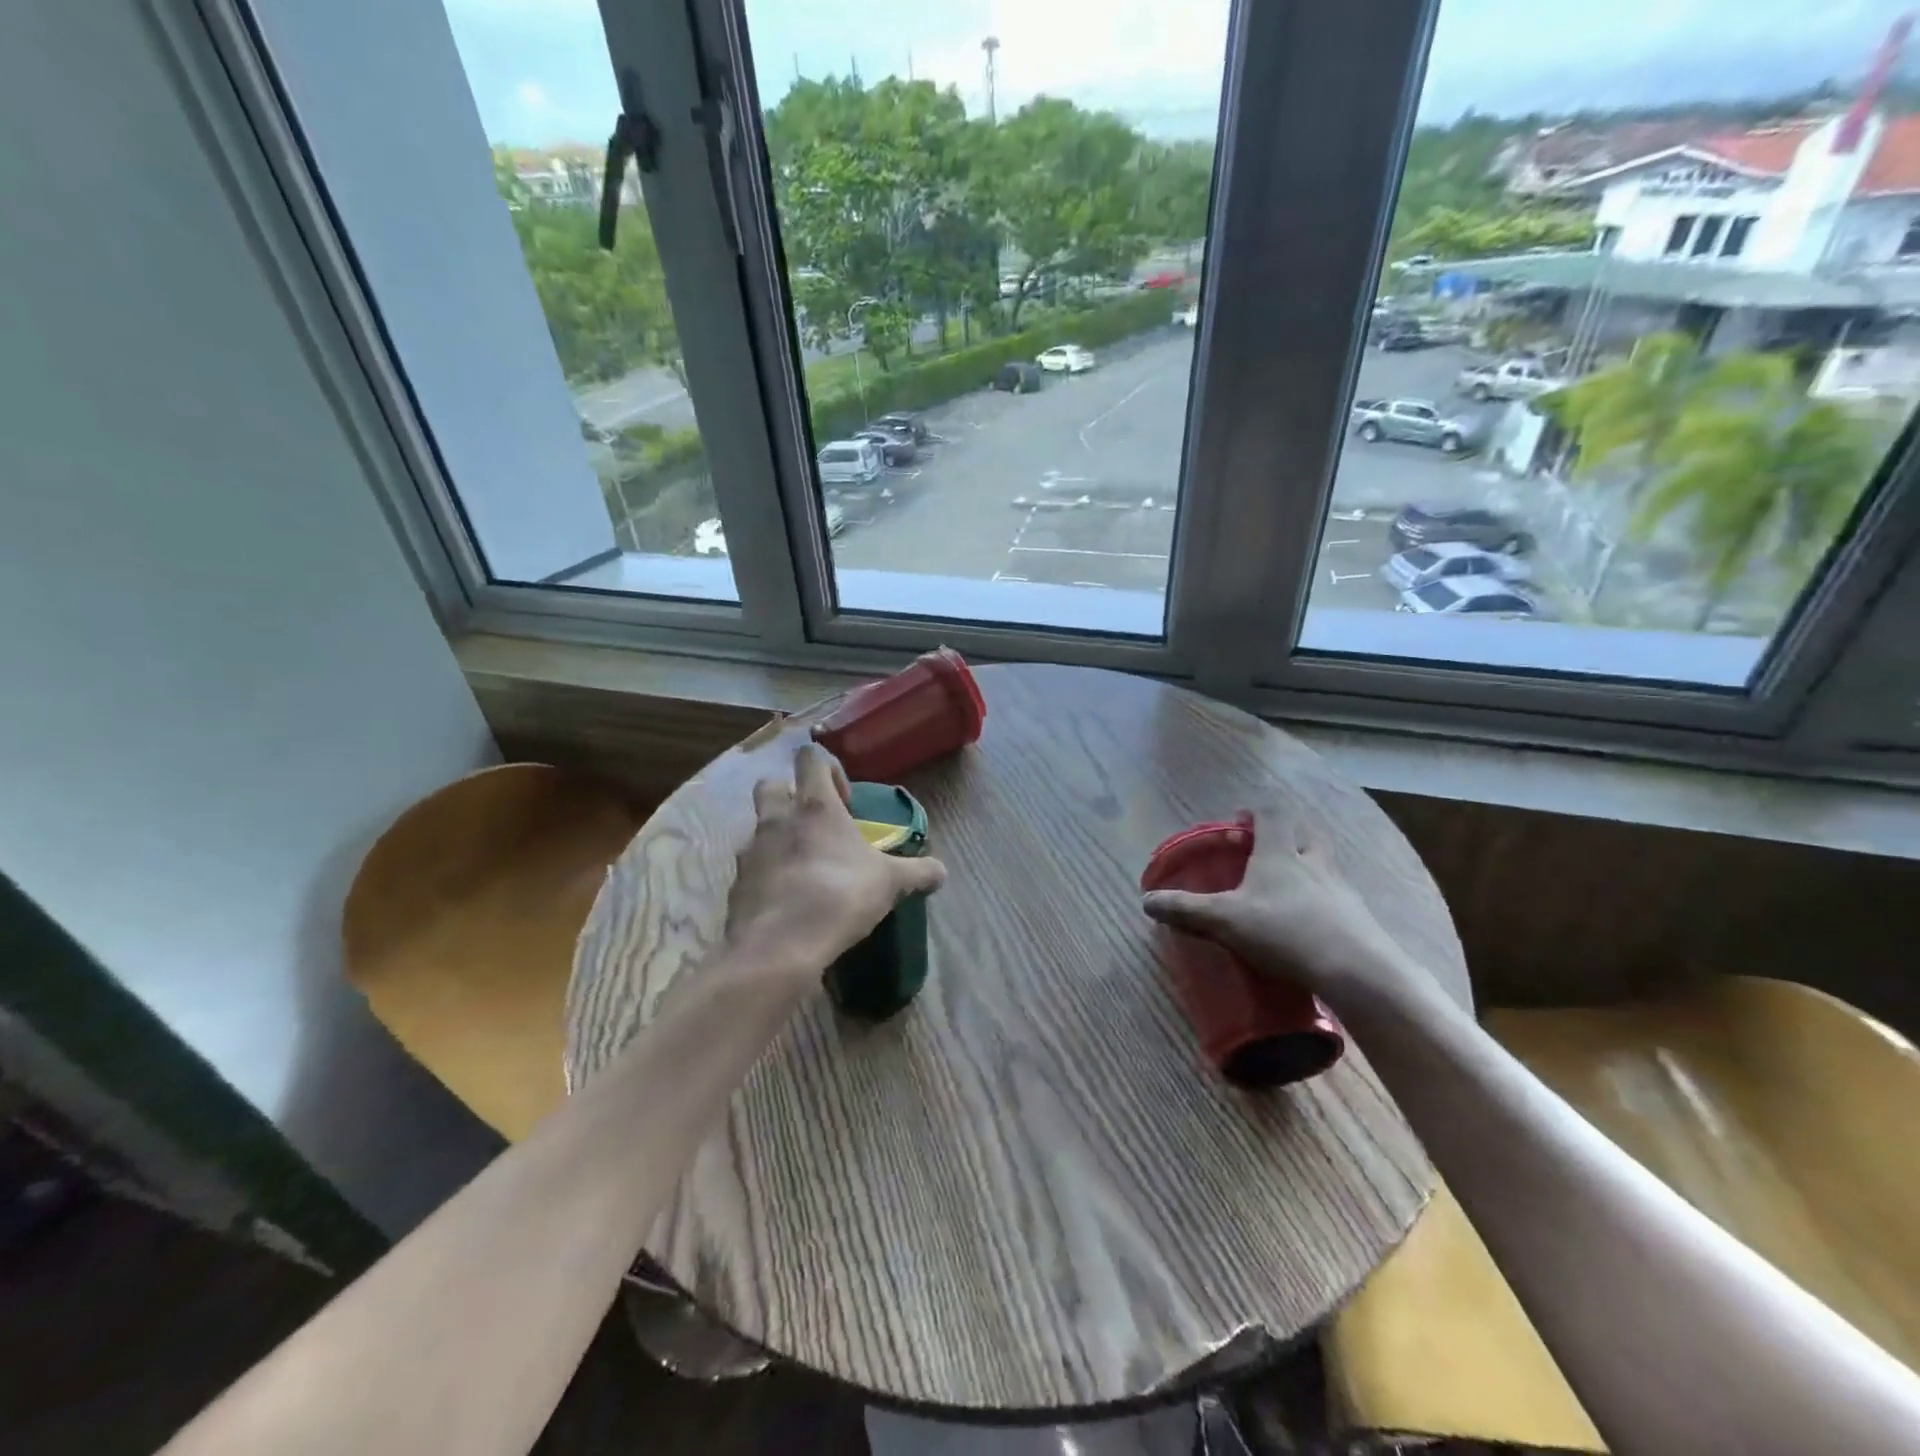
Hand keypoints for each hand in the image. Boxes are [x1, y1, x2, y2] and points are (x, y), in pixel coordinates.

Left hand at [723, 744, 946, 981]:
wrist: (779, 947)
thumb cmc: (839, 897)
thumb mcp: (890, 884)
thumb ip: (918, 873)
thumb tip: (941, 871)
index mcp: (814, 806)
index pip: (810, 758)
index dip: (828, 769)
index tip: (845, 800)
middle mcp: (776, 819)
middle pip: (772, 784)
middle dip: (791, 795)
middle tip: (816, 825)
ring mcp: (750, 850)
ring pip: (758, 827)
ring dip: (778, 837)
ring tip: (804, 867)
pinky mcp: (736, 883)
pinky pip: (751, 868)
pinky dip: (767, 875)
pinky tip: (787, 900)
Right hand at [1140, 807, 1417, 1010]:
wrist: (1356, 971)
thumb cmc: (1284, 932)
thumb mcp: (1225, 920)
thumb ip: (1185, 909)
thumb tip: (1146, 901)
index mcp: (1279, 853)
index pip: (1271, 816)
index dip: (1255, 814)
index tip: (1240, 822)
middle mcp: (1313, 862)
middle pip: (1304, 834)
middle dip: (1287, 836)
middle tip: (1267, 850)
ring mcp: (1341, 890)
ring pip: (1324, 865)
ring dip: (1307, 867)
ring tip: (1288, 889)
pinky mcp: (1358, 919)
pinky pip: (1337, 898)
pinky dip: (1323, 902)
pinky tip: (1311, 924)